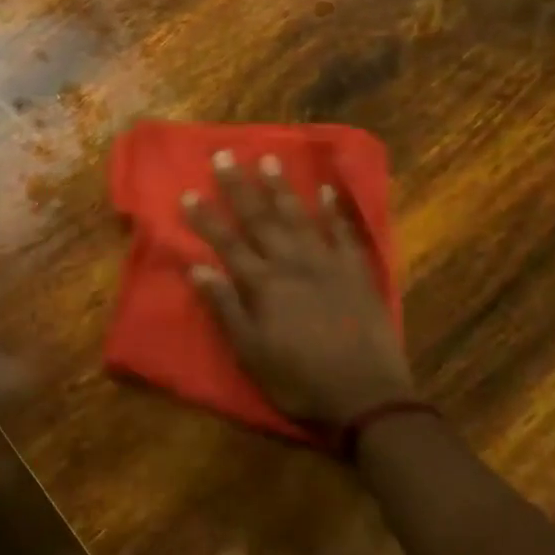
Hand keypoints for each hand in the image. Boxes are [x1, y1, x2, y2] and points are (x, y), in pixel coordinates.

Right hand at [182, 151, 409, 425]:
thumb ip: (224, 307)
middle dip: (239, 187)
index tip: (188, 192)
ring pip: (300, 217)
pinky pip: (345, 234)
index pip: (226, 242)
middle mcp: (292, 263)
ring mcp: (328, 264)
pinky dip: (335, 210)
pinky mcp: (357, 273)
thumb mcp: (250, 352)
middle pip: (260, 219)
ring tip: (270, 160)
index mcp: (263, 284)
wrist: (367, 399)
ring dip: (282, 188)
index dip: (205, 218)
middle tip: (225, 156)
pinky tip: (327, 190)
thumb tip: (196, 267)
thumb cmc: (299, 379)